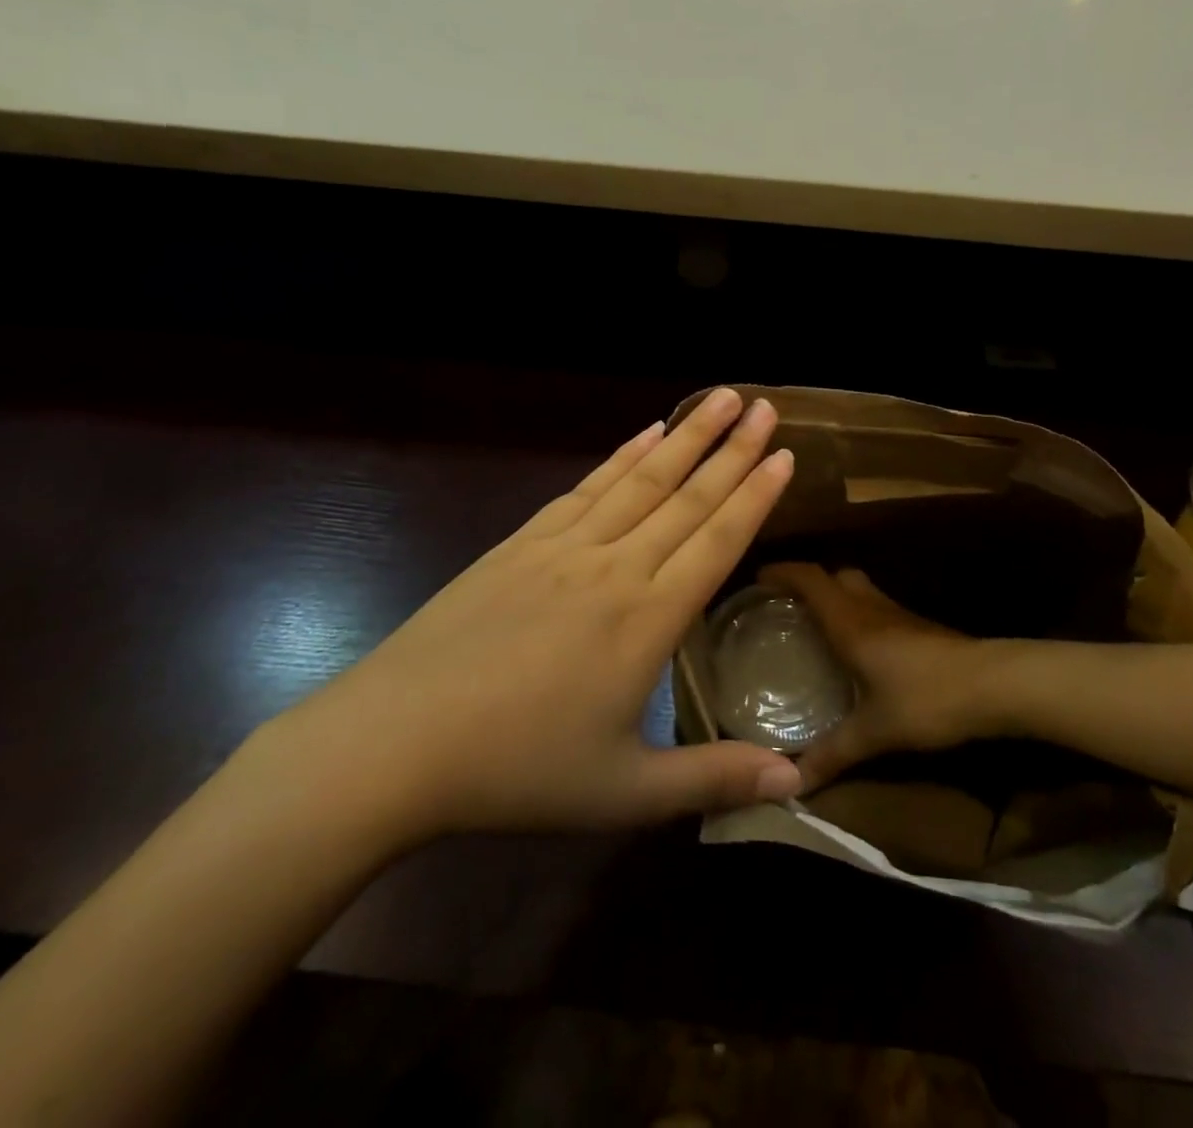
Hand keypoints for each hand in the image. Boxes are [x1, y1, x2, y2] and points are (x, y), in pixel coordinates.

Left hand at [269, 389, 803, 854]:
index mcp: (647, 621)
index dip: (755, 495)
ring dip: (684, 436)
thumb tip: (797, 779)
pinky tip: (643, 434)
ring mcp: (564, 547)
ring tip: (719, 399)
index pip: (717, 541)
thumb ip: (714, 780)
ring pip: (640, 480)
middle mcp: (614, 568)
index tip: (785, 453)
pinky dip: (620, 457)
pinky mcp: (521, 542)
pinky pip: (585, 488)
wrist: (394, 743)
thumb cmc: (516, 771)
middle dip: (732, 449)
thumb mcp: (624, 793)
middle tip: (765, 405)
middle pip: (686, 497)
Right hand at [759, 563, 988, 790]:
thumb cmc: (927, 699)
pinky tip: (857, 650)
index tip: (756, 579)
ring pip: (858, 589)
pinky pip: (876, 608)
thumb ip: (832, 755)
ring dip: (835, 597)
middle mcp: (870, 608)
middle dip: (807, 584)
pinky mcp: (919, 627)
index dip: (781, 572)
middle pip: (833, 576)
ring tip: (815, 627)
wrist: (995, 686)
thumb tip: (790, 783)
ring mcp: (898, 614)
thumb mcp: (874, 731)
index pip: (809, 579)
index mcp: (850, 621)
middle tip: (784, 608)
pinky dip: (857, 615)